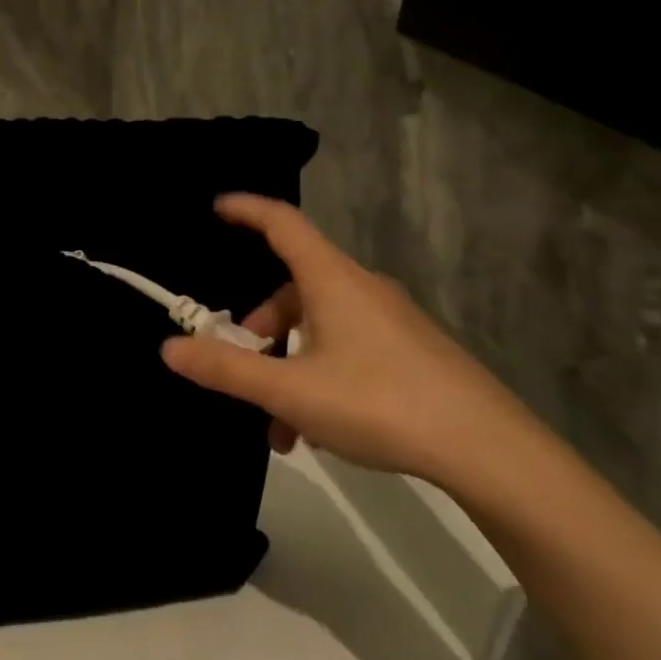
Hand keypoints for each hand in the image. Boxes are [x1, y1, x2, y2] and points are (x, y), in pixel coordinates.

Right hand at [160, 195, 528, 482]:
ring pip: (320, 325)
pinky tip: (319, 430)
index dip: (247, 210)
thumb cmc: (380, 404)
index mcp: (332, 280)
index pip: (282, 223)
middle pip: (294, 286)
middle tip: (242, 364)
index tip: (216, 208)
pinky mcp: (411, 351)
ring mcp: (391, 320)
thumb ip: (227, 370)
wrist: (491, 451)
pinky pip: (348, 346)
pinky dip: (320, 374)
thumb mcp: (291, 392)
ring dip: (289, 362)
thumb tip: (169, 348)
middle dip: (260, 325)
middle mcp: (361, 288)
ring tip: (280, 425)